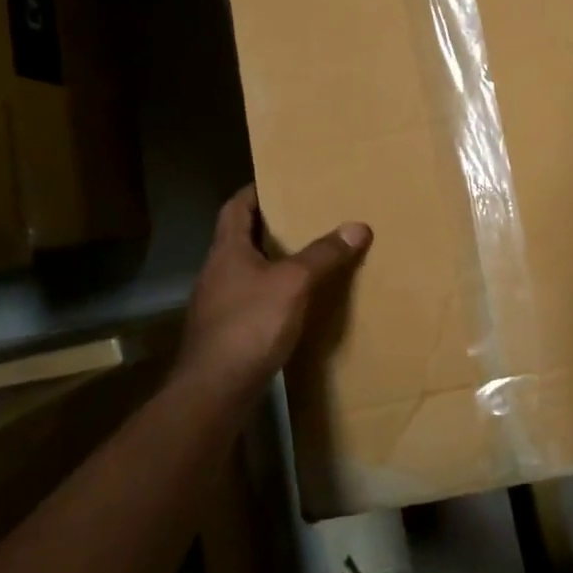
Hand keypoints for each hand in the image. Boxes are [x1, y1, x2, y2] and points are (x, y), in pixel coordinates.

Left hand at [180, 185, 370, 390]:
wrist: (215, 390)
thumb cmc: (250, 325)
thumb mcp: (294, 283)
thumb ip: (324, 254)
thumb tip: (358, 226)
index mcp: (226, 251)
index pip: (236, 208)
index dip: (255, 192)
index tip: (279, 182)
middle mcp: (217, 273)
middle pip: (241, 238)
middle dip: (270, 227)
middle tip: (305, 217)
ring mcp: (218, 305)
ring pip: (247, 271)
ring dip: (272, 261)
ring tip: (308, 257)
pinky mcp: (226, 333)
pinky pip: (252, 300)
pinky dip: (273, 293)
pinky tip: (296, 302)